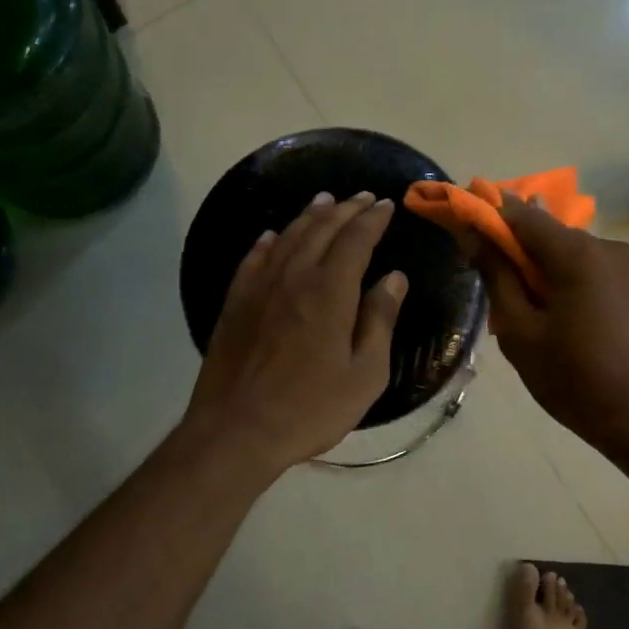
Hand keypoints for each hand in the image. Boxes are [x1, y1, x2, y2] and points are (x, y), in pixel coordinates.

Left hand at [184, 191, 408, 474]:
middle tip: (363, 197)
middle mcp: (294, 277)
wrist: (237, 430)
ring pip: (287, 237)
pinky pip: (253, 259)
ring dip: (310, 216)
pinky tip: (272, 236)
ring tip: (325, 201)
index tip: (387, 205)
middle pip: (321, 230)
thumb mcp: (365, 374)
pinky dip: (268, 241)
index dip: (373, 219)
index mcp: (330, 292)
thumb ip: (380, 321)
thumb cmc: (311, 408)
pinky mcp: (235, 304)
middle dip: (345, 209)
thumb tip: (394, 278)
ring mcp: (259, 288)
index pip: (356, 240)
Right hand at [474, 195, 628, 452]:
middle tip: (492, 282)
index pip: (522, 215)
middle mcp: (608, 247)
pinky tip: (559, 318)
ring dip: (543, 270)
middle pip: (549, 235)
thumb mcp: (520, 332)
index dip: (489, 216)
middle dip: (517, 250)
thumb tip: (474, 236)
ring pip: (571, 255)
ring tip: (527, 310)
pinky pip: (592, 271)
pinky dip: (568, 282)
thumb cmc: (572, 378)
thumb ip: (497, 277)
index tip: (462, 226)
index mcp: (578, 254)